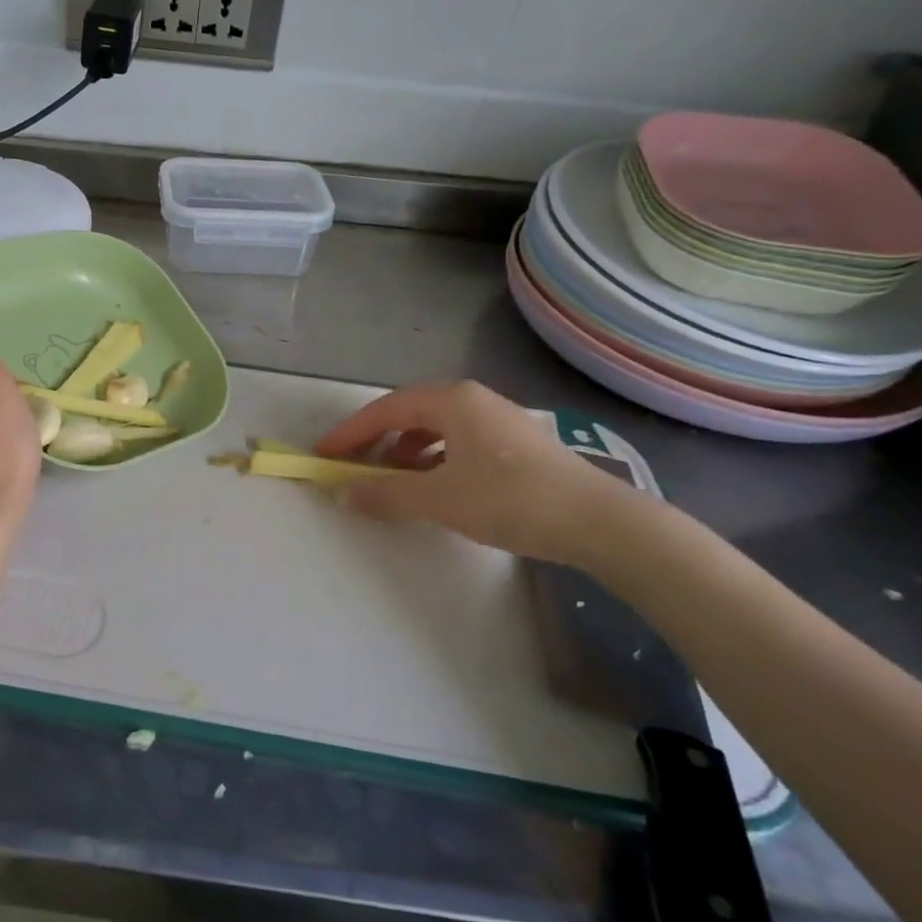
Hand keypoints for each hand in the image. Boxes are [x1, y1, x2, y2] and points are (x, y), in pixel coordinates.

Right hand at [315, 380, 637, 564]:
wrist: (599, 522)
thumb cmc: (510, 499)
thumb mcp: (438, 498)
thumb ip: (384, 493)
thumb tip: (341, 493)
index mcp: (451, 401)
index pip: (384, 410)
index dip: (349, 432)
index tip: (323, 454)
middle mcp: (473, 400)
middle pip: (408, 413)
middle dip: (375, 439)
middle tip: (352, 465)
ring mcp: (498, 420)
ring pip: (434, 428)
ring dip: (404, 451)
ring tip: (391, 479)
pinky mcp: (515, 444)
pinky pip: (457, 442)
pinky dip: (433, 459)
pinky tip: (435, 485)